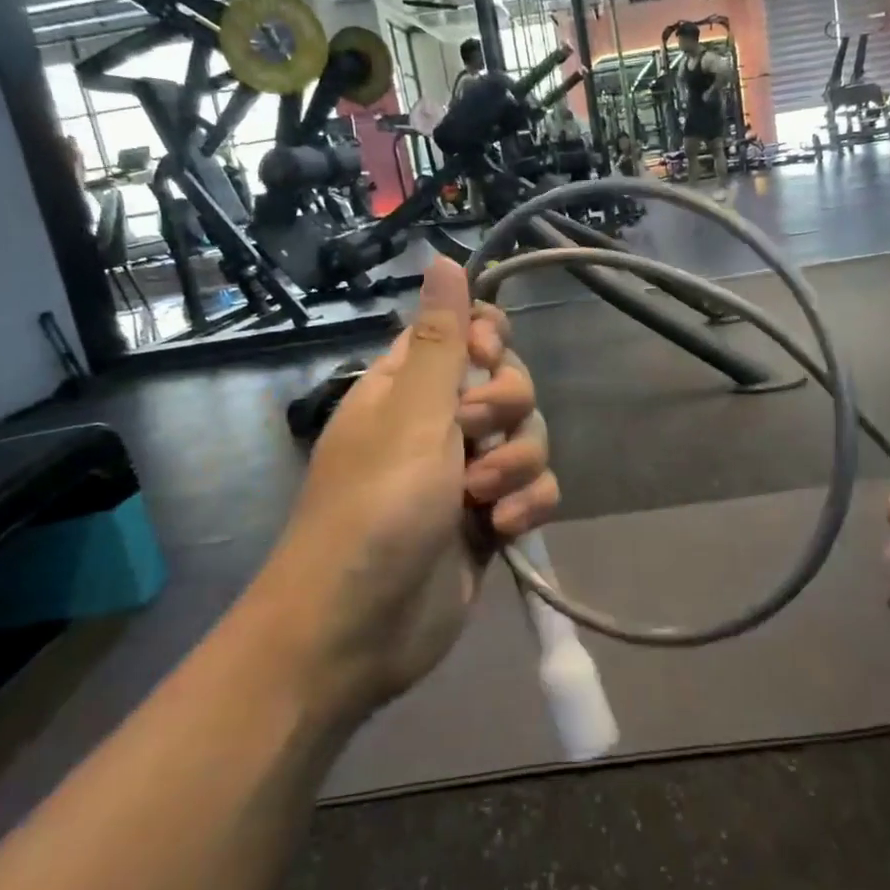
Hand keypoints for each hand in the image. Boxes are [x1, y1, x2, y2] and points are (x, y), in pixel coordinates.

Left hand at [269, 258, 559, 715]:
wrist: (356, 630)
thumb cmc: (374, 508)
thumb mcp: (411, 414)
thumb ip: (440, 339)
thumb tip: (443, 258)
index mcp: (409, 385)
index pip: (468, 332)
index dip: (490, 341)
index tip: (486, 362)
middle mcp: (440, 423)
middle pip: (510, 384)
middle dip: (507, 410)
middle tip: (475, 437)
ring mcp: (466, 473)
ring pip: (529, 438)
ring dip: (517, 464)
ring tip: (484, 499)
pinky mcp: (489, 520)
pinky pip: (533, 489)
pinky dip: (527, 504)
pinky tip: (503, 530)